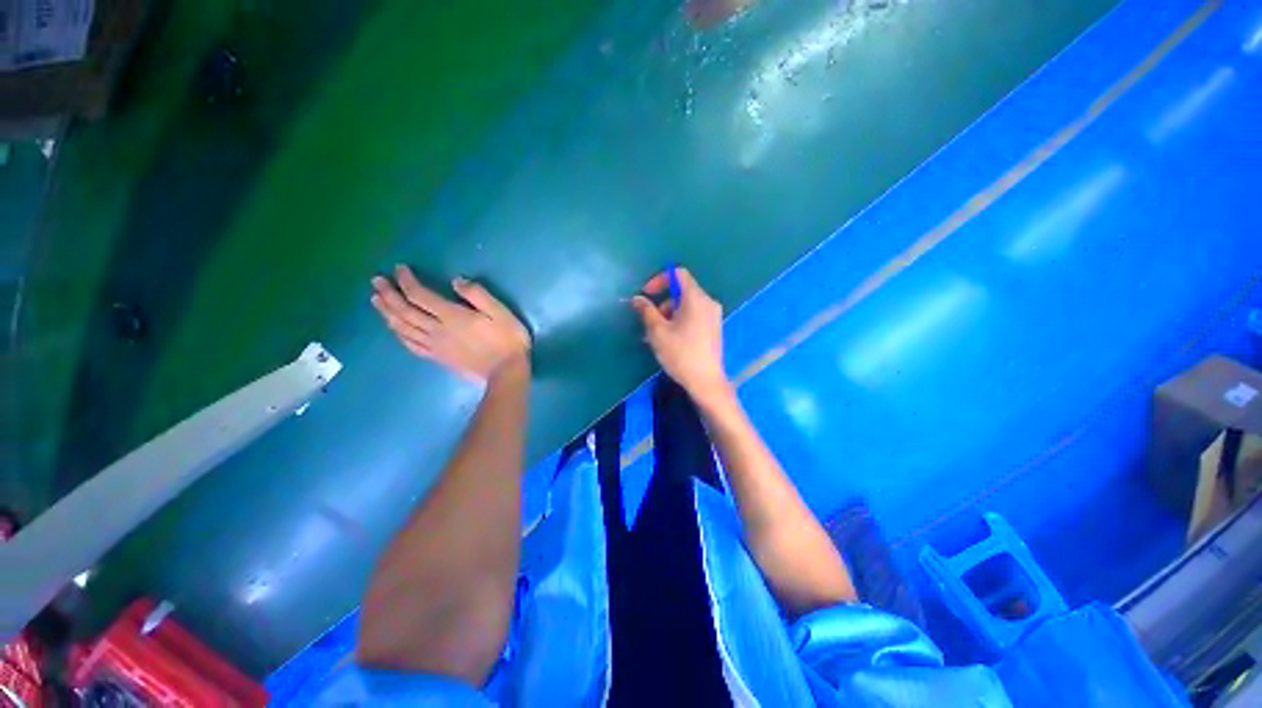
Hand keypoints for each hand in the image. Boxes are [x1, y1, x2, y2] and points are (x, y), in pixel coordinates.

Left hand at [372, 265, 530, 382]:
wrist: (507, 372)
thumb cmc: (508, 340)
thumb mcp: (501, 312)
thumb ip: (478, 295)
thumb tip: (456, 281)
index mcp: (452, 316)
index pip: (420, 295)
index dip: (406, 281)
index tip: (399, 268)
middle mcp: (437, 330)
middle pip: (405, 311)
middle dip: (389, 294)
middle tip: (376, 281)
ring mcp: (435, 346)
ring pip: (403, 328)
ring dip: (387, 313)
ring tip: (376, 300)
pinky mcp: (438, 357)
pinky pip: (411, 345)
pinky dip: (398, 334)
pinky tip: (393, 328)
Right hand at [631, 268, 729, 399]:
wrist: (706, 381)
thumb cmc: (680, 353)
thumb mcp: (657, 331)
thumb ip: (646, 311)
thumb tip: (637, 299)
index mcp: (696, 298)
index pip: (678, 274)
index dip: (659, 279)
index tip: (646, 295)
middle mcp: (708, 302)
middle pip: (681, 291)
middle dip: (662, 303)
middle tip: (650, 322)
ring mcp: (713, 316)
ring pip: (686, 305)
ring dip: (669, 314)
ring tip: (657, 336)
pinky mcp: (713, 328)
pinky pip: (694, 316)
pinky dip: (679, 321)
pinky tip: (670, 340)